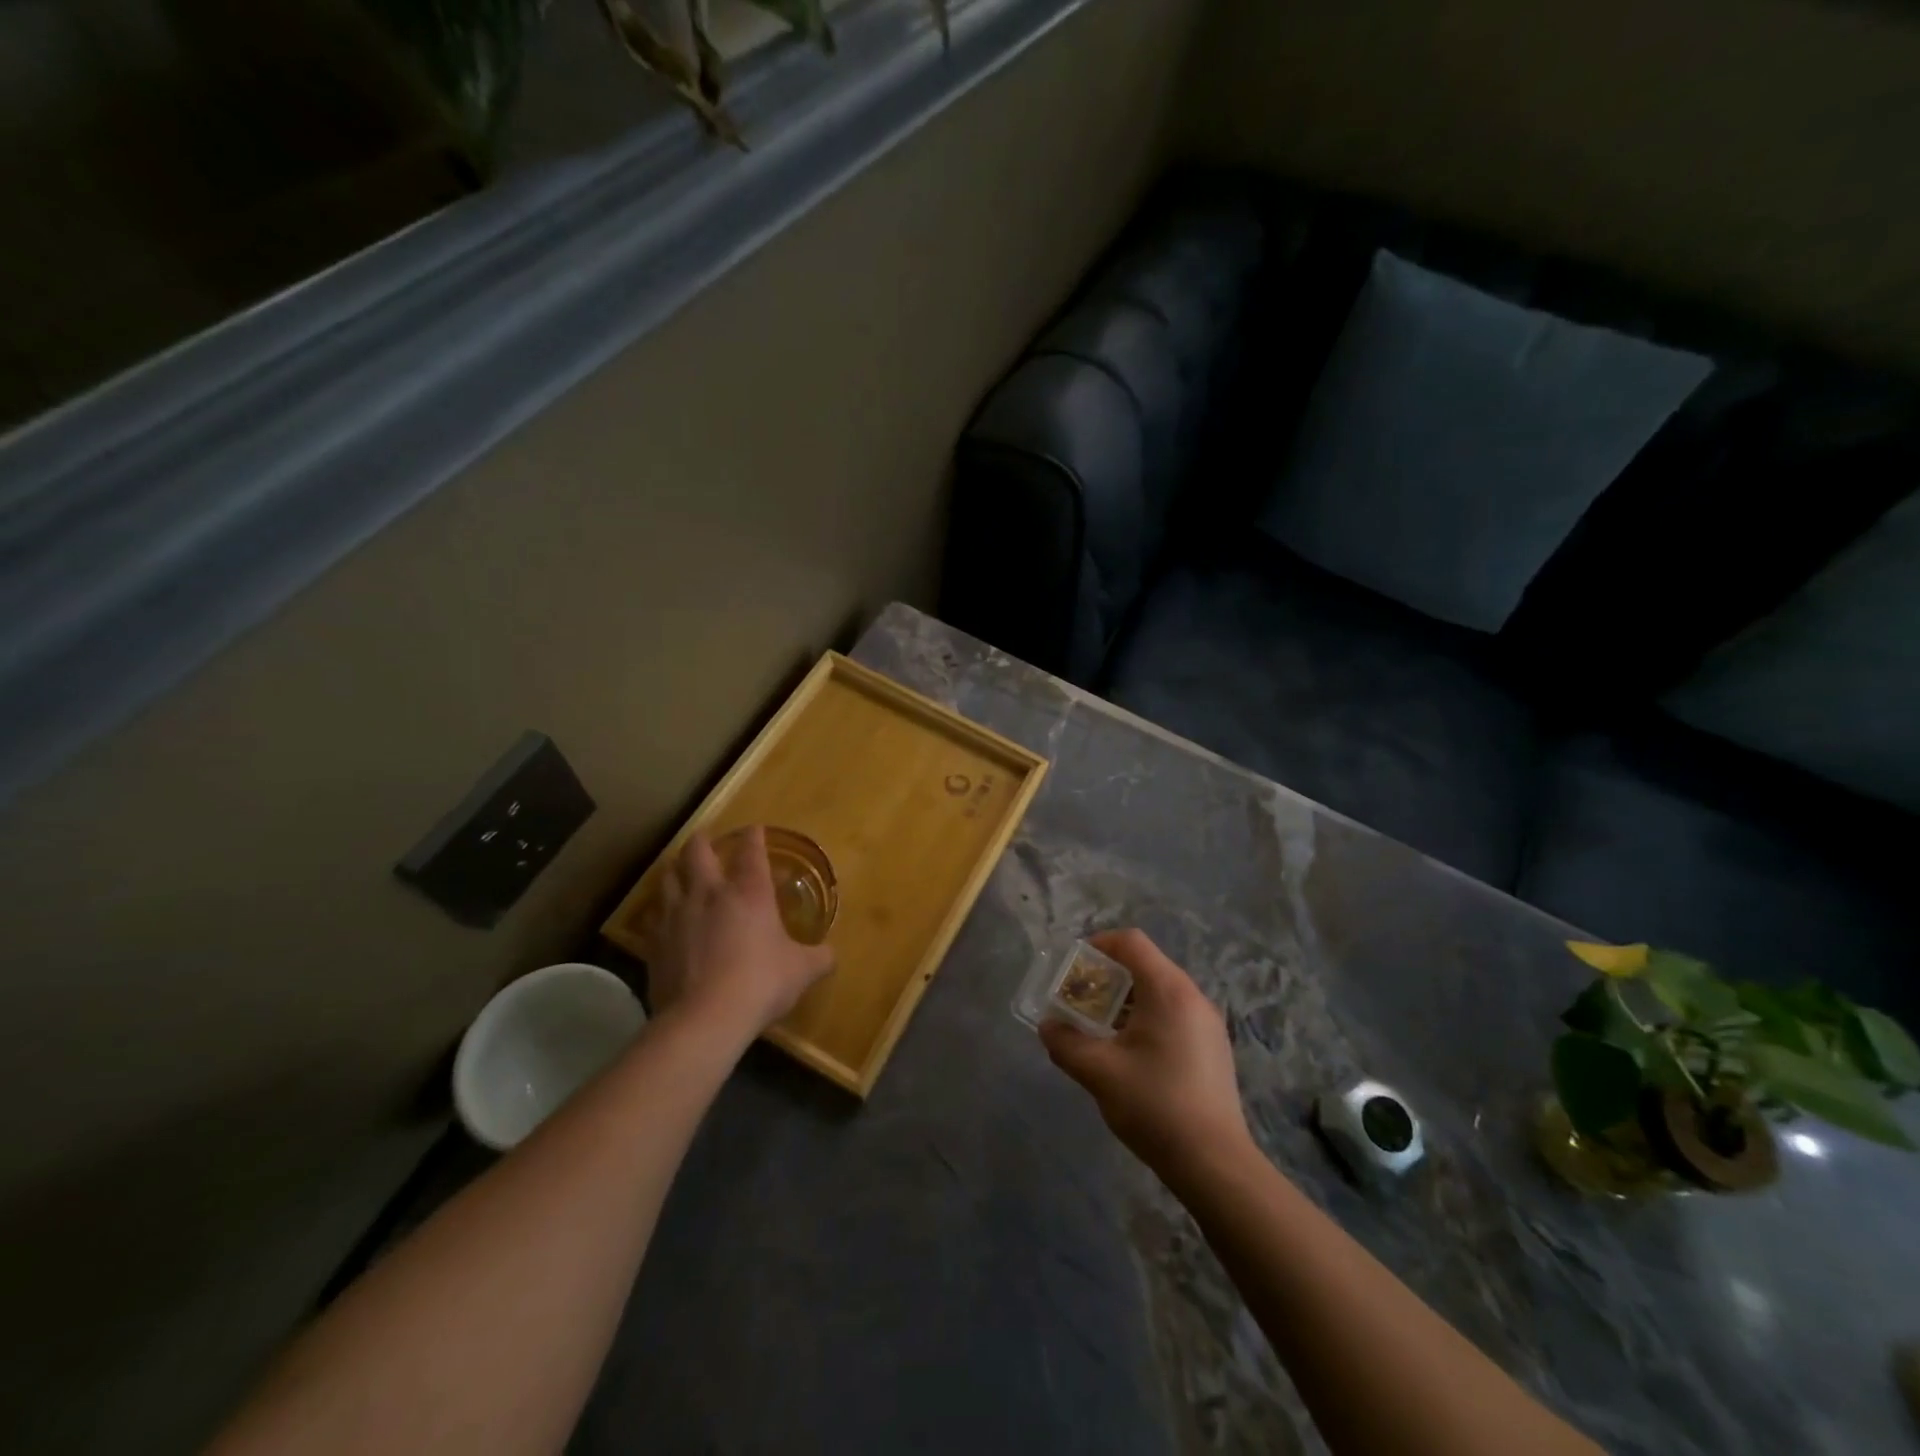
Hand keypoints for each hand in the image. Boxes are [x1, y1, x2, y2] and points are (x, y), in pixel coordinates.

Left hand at [643, 827, 834, 1036]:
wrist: (704, 1019)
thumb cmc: (760, 983)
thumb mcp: (802, 971)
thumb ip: (818, 958)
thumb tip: (829, 955)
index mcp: (750, 892)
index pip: (751, 851)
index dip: (754, 837)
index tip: (755, 830)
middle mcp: (710, 893)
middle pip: (697, 852)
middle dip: (702, 841)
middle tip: (706, 838)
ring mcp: (676, 915)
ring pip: (668, 876)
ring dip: (676, 869)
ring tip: (680, 870)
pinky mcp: (654, 942)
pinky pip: (653, 915)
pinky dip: (659, 910)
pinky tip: (663, 917)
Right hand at [1040, 929, 1250, 1176]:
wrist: (1215, 1164)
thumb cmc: (1155, 1105)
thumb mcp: (1099, 1073)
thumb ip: (1066, 1043)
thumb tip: (1047, 1026)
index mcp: (1168, 990)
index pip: (1130, 942)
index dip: (1098, 945)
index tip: (1073, 969)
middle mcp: (1193, 996)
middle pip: (1145, 965)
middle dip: (1107, 977)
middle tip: (1080, 1002)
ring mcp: (1207, 1023)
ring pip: (1159, 992)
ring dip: (1125, 1001)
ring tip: (1099, 1030)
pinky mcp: (1213, 1047)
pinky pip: (1174, 1014)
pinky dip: (1146, 1018)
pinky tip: (1130, 1054)